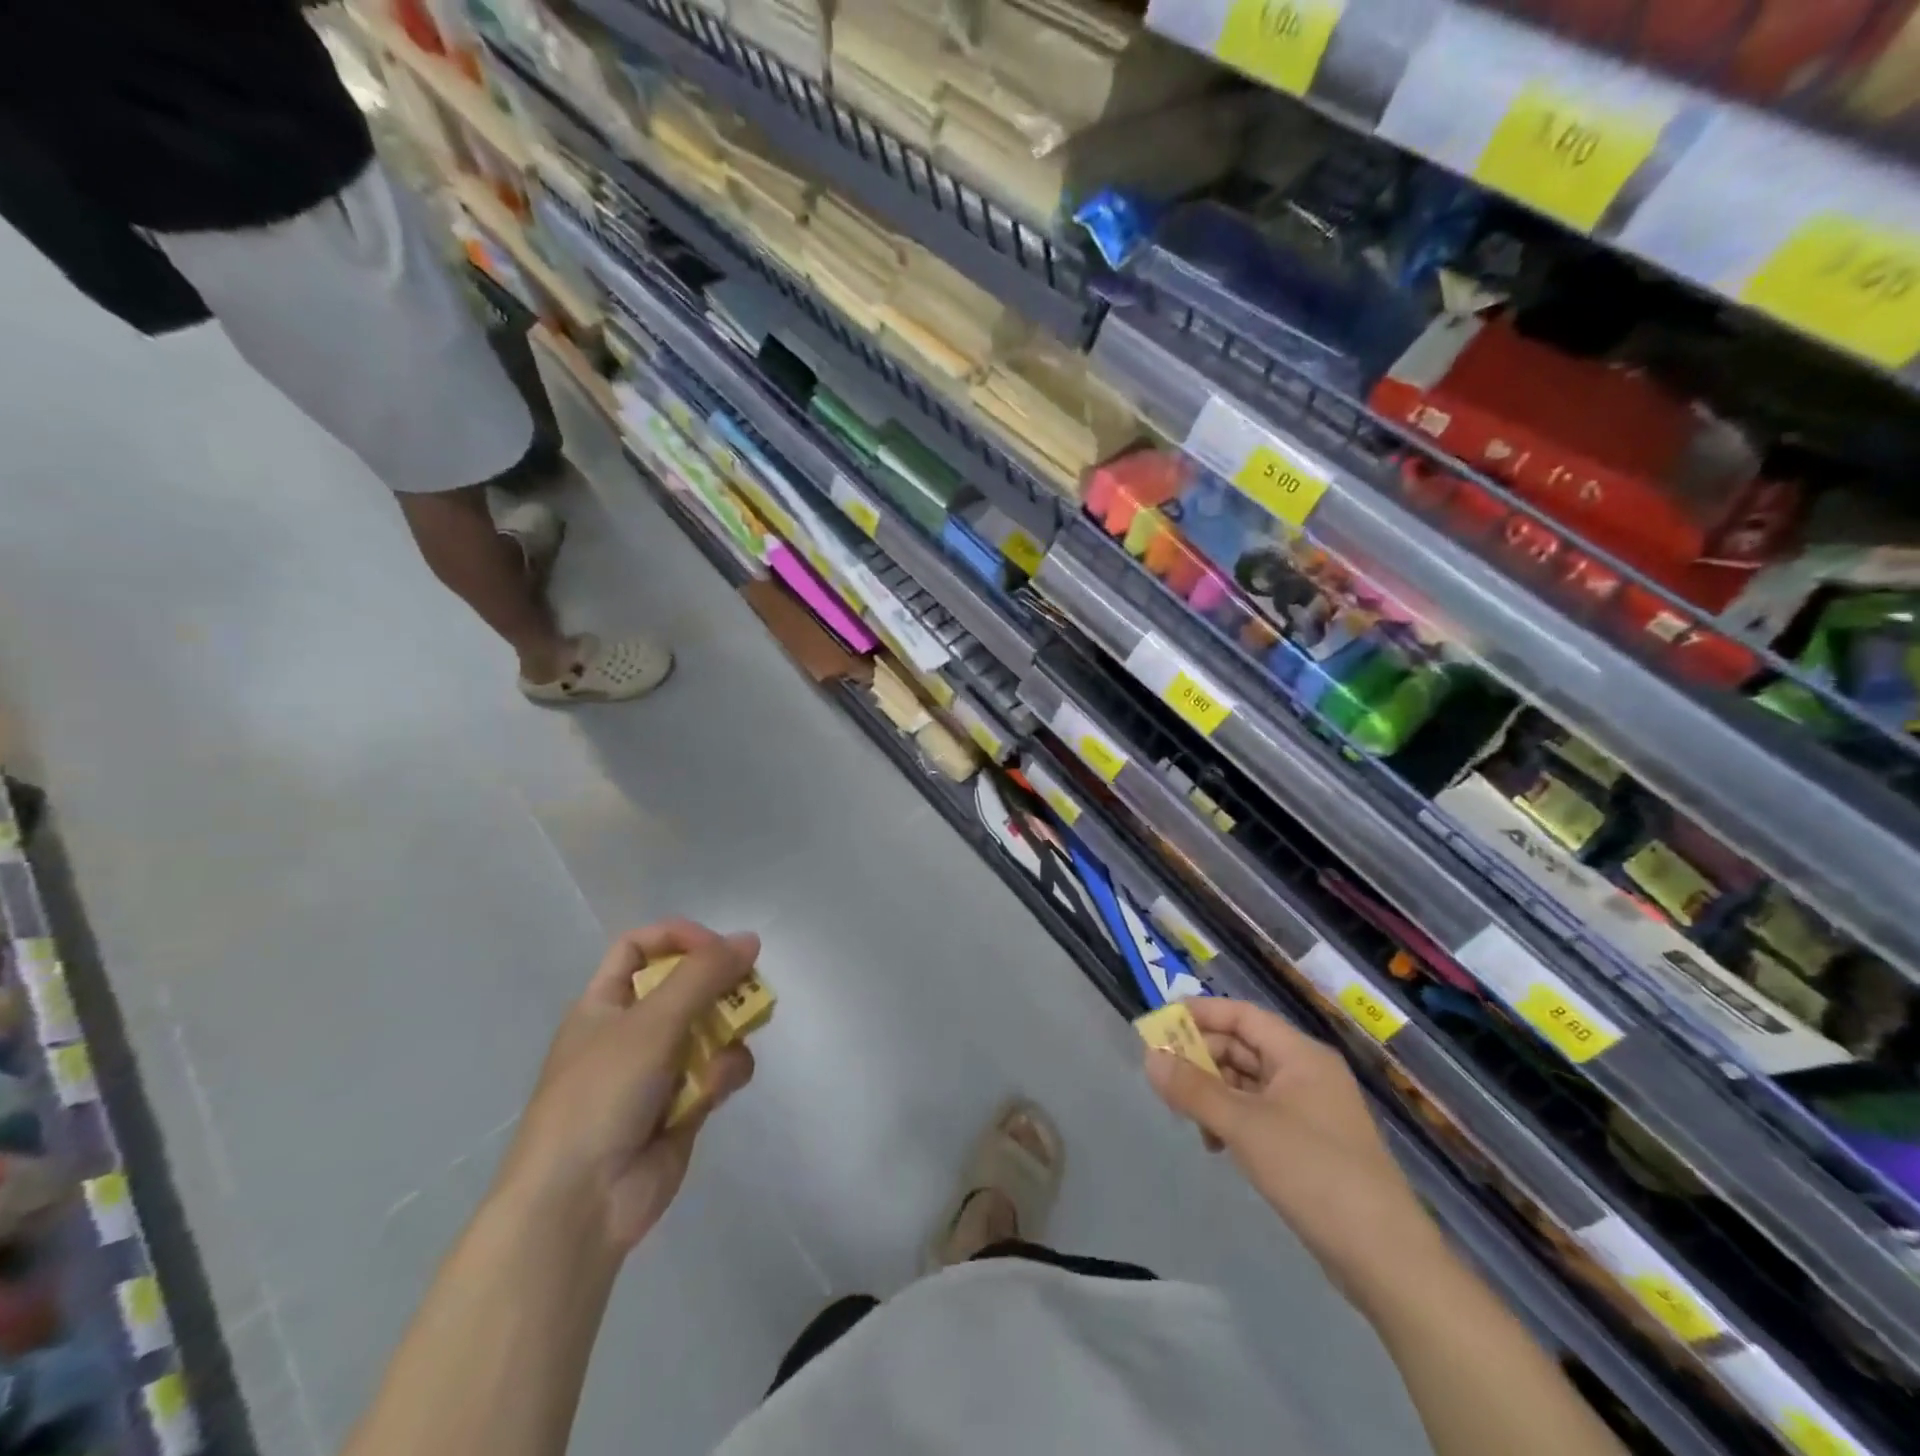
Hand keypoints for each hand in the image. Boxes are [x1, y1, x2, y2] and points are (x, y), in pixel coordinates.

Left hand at [497, 920, 759, 1253]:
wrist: (579, 1204)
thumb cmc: (601, 1095)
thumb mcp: (651, 1022)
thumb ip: (703, 975)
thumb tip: (749, 939)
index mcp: (605, 1004)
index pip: (641, 947)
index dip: (678, 938)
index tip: (716, 948)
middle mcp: (632, 1031)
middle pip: (686, 984)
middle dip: (719, 985)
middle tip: (748, 987)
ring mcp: (659, 1069)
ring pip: (711, 1027)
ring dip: (728, 1031)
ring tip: (732, 1043)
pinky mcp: (685, 1104)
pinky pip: (719, 1069)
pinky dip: (724, 1073)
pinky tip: (718, 1088)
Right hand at [1145, 998, 1441, 1300]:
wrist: (1386, 1260)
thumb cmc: (1314, 1173)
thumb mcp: (1245, 1127)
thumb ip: (1193, 1090)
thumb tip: (1149, 1057)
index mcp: (1300, 1055)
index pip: (1242, 1015)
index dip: (1200, 1014)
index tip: (1159, 1024)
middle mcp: (1307, 1073)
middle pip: (1243, 1047)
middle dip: (1201, 1057)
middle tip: (1163, 1075)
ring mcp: (1311, 1110)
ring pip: (1248, 1083)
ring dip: (1213, 1092)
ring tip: (1185, 1115)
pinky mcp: (1310, 1145)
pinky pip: (1259, 1114)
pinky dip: (1232, 1119)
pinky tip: (1215, 1144)